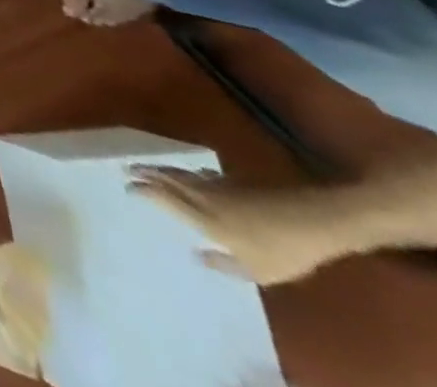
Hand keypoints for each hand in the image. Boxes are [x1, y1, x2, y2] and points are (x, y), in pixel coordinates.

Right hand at [127, 168, 341, 284]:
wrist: (309, 221)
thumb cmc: (281, 251)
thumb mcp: (257, 271)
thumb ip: (224, 264)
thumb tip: (196, 255)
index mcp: (203, 218)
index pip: (163, 198)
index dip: (143, 191)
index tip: (127, 187)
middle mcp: (202, 197)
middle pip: (167, 179)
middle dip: (145, 172)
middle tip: (126, 167)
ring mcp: (217, 186)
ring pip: (181, 173)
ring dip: (162, 169)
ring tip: (148, 166)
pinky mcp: (233, 182)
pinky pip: (202, 174)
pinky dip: (190, 173)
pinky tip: (195, 174)